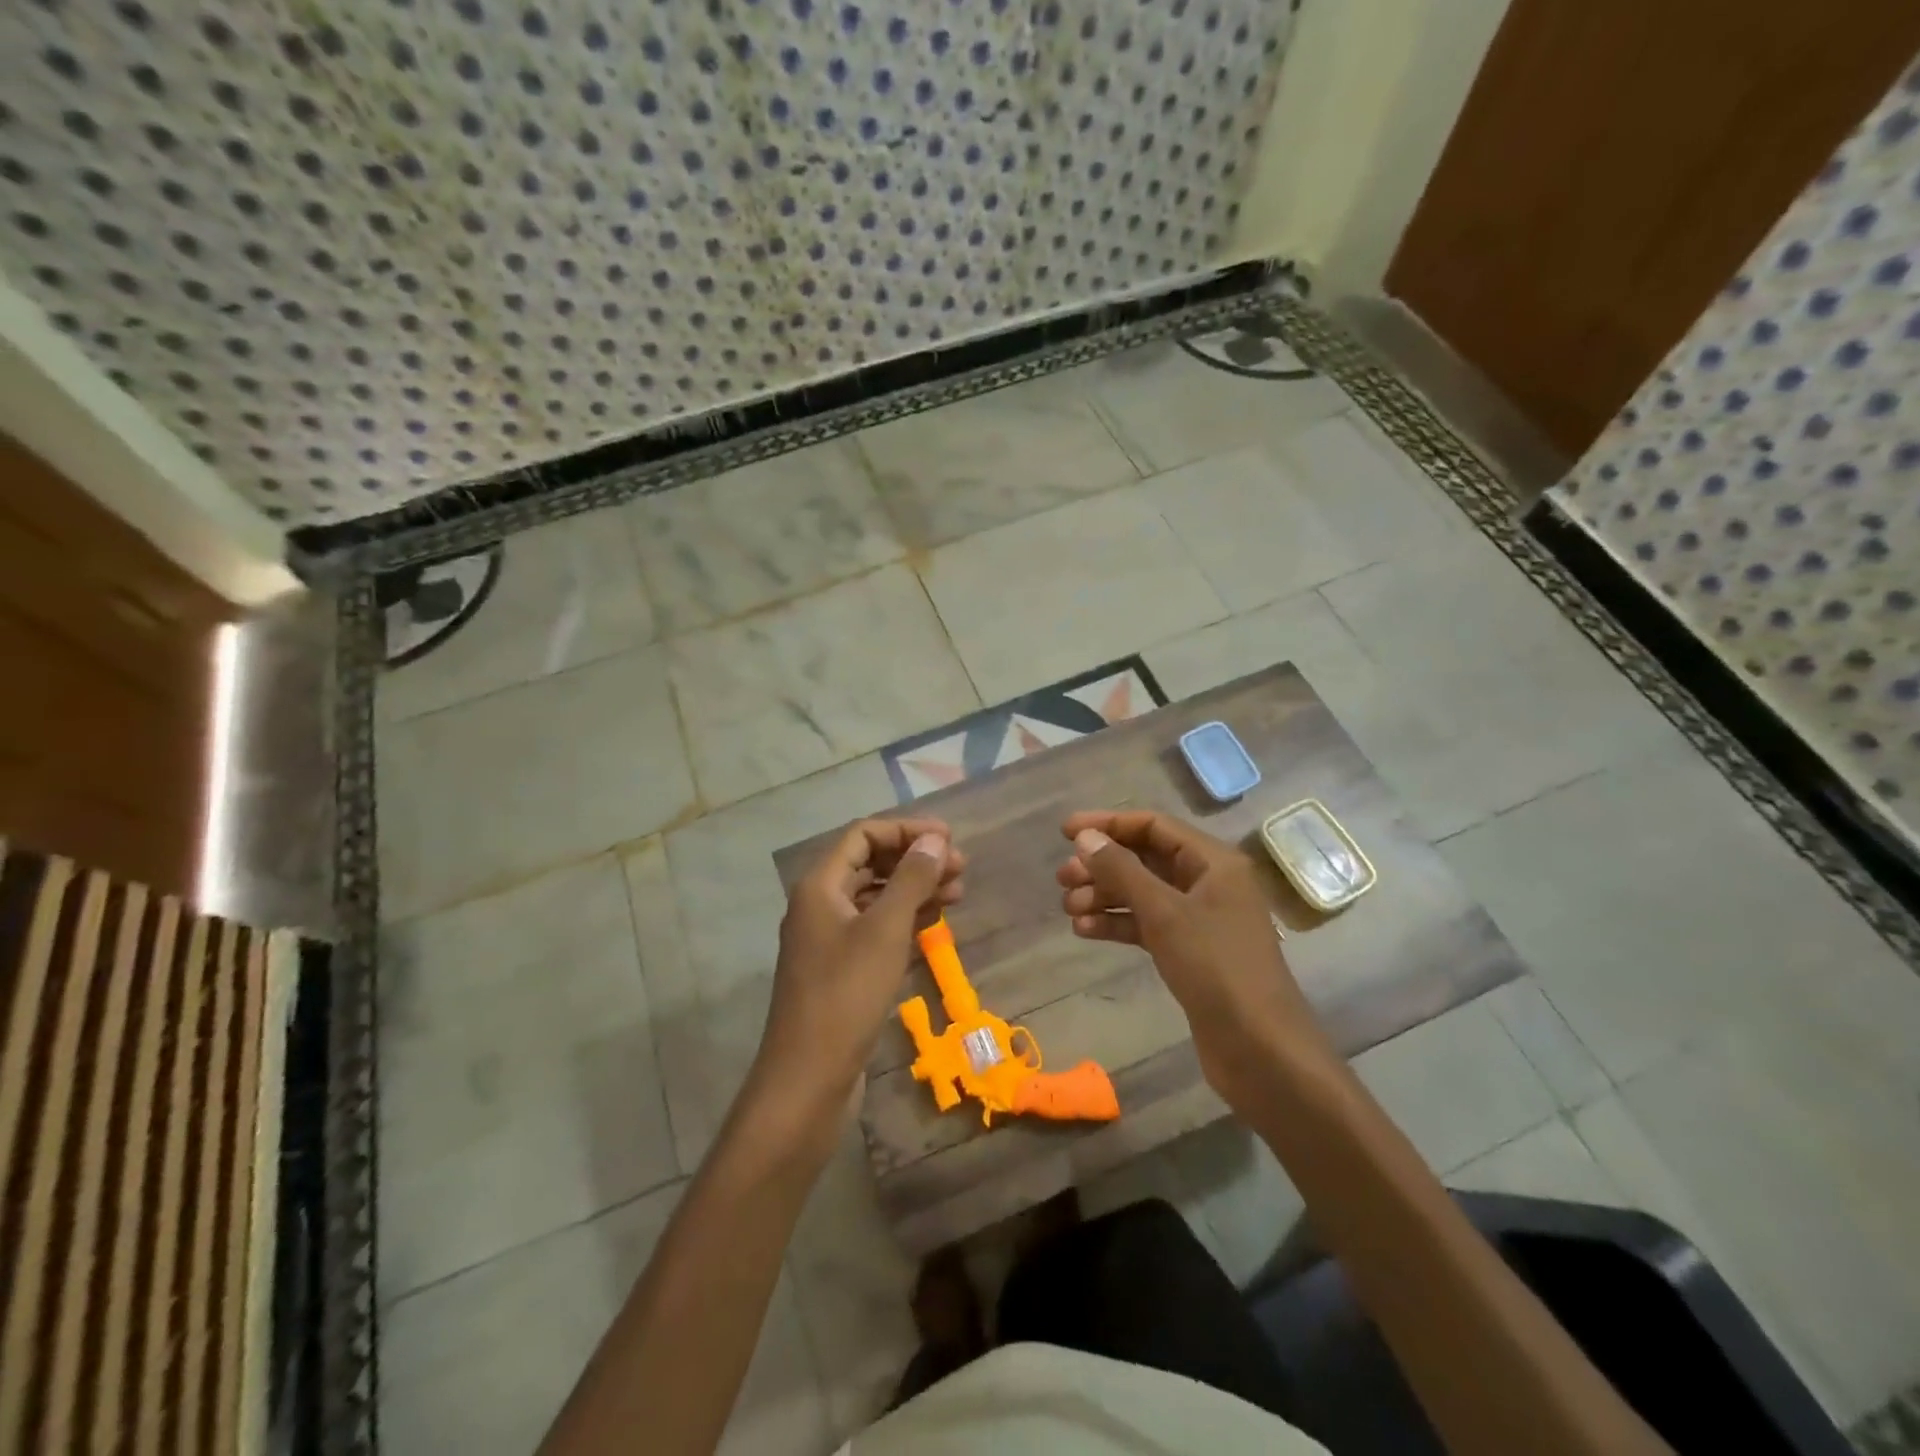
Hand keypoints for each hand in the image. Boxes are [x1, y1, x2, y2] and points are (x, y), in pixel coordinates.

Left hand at [755, 818, 965, 1123]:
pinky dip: (905, 920)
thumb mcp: (885, 930)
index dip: (906, 830)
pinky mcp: (841, 969)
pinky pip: (876, 929)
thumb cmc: (845, 995)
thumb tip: (935, 839)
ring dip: (915, 890)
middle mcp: (820, 905)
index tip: (948, 838)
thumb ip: (910, 879)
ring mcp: (829, 939)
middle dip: (915, 860)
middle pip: (871, 864)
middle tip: (961, 867)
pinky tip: (934, 923)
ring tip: (957, 893)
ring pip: (876, 898)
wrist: (808, 1079)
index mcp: (820, 885)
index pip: (863, 835)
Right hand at [1057, 810, 1333, 1106]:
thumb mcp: (1164, 913)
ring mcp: (1199, 920)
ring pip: (1143, 894)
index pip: (1154, 826)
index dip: (1108, 824)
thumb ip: (1122, 870)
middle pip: (1146, 859)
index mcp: (1214, 862)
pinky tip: (1085, 930)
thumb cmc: (1216, 968)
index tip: (1065, 832)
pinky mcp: (1189, 952)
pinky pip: (1147, 925)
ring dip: (1105, 896)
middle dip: (1102, 865)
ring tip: (1068, 908)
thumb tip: (1084, 837)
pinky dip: (1117, 924)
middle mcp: (1208, 883)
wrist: (1261, 1050)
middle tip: (1062, 878)